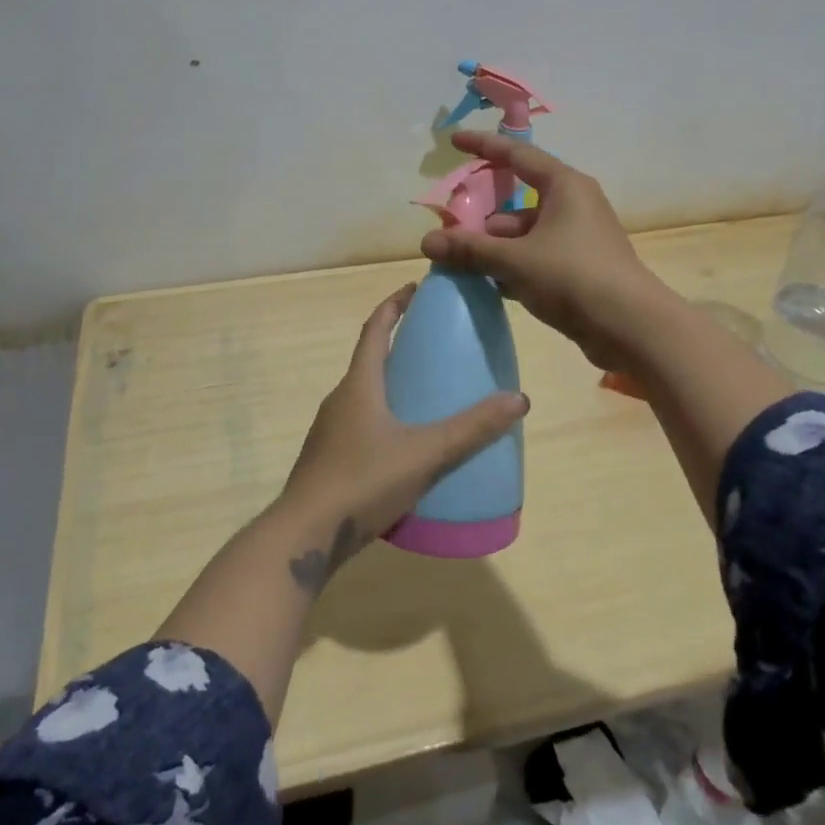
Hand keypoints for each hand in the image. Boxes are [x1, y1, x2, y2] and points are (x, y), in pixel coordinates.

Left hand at [271, 283, 528, 590]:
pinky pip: (361, 423)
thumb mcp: (425, 453)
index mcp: (359, 385)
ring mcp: (331, 432)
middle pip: (370, 360)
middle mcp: (340, 400)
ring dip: (391, 384)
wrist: (304, 536)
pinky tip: (406, 444)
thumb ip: (472, 428)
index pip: (375, 329)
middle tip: (435, 344)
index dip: (394, 304)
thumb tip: (519, 399)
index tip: (415, 288)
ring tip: (427, 392)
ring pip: (365, 394)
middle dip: (399, 345)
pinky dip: (385, 417)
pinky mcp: (329, 459)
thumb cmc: (363, 481)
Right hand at [420, 130, 670, 369]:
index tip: (454, 142)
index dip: (484, 146)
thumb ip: (469, 250)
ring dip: (497, 248)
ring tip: (463, 266)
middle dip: (483, 219)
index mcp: (564, 186)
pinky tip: (491, 285)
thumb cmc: (573, 277)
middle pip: (518, 202)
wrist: (630, 327)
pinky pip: (538, 257)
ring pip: (527, 234)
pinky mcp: (582, 268)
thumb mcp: (514, 260)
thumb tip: (427, 242)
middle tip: (450, 233)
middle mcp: (575, 205)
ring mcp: (580, 238)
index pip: (517, 155)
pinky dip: (515, 266)